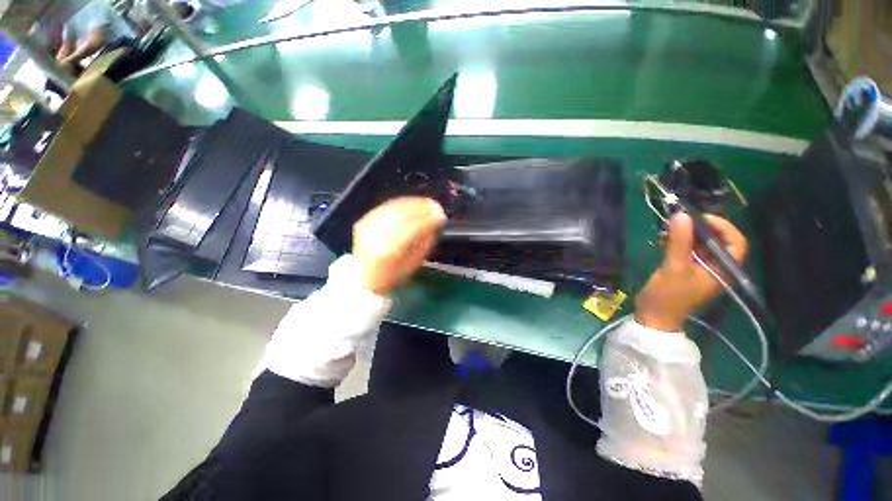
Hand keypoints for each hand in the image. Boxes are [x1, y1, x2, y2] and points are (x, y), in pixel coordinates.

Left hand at [352, 197, 446, 294]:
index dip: (429, 220)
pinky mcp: (363, 221)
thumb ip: (425, 242)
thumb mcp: (413, 263)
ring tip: (428, 202)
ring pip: (394, 208)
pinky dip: (401, 203)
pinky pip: (385, 207)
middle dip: (423, 208)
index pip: (413, 228)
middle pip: (403, 215)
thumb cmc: (392, 275)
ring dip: (413, 203)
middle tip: (437, 206)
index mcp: (390, 251)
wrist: (362, 277)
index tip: (442, 216)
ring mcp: (368, 226)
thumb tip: (436, 224)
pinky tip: (413, 203)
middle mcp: (376, 236)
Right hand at [635, 213, 747, 331]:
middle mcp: (716, 266)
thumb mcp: (674, 268)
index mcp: (722, 269)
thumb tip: (682, 215)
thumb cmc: (668, 295)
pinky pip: (687, 250)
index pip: (735, 242)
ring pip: (700, 244)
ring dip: (685, 234)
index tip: (699, 218)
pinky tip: (662, 240)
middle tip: (678, 221)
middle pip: (717, 240)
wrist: (654, 316)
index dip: (722, 226)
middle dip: (699, 228)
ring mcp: (700, 268)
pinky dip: (677, 242)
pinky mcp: (685, 269)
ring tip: (666, 230)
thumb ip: (679, 242)